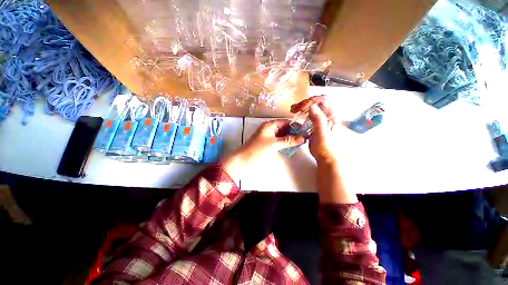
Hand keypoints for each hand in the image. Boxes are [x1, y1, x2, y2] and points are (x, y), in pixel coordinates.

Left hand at [221, 120, 304, 180]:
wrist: (244, 160)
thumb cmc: (258, 149)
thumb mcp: (274, 144)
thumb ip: (288, 140)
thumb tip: (302, 138)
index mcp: (270, 125)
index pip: (286, 122)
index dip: (295, 125)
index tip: (306, 130)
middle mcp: (270, 129)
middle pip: (284, 128)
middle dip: (294, 132)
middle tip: (305, 138)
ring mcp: (269, 136)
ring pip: (282, 135)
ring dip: (290, 138)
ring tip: (301, 142)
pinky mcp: (268, 143)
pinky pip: (279, 141)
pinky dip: (285, 143)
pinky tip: (292, 146)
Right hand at [291, 95, 337, 164]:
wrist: (326, 157)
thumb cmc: (325, 147)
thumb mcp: (322, 134)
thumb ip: (318, 120)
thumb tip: (312, 106)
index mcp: (331, 116)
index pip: (321, 101)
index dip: (310, 102)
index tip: (300, 108)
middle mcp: (327, 114)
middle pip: (316, 102)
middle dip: (304, 103)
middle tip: (294, 109)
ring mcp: (321, 118)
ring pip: (312, 106)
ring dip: (302, 106)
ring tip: (293, 110)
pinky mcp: (316, 122)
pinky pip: (309, 113)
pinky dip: (302, 112)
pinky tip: (297, 114)